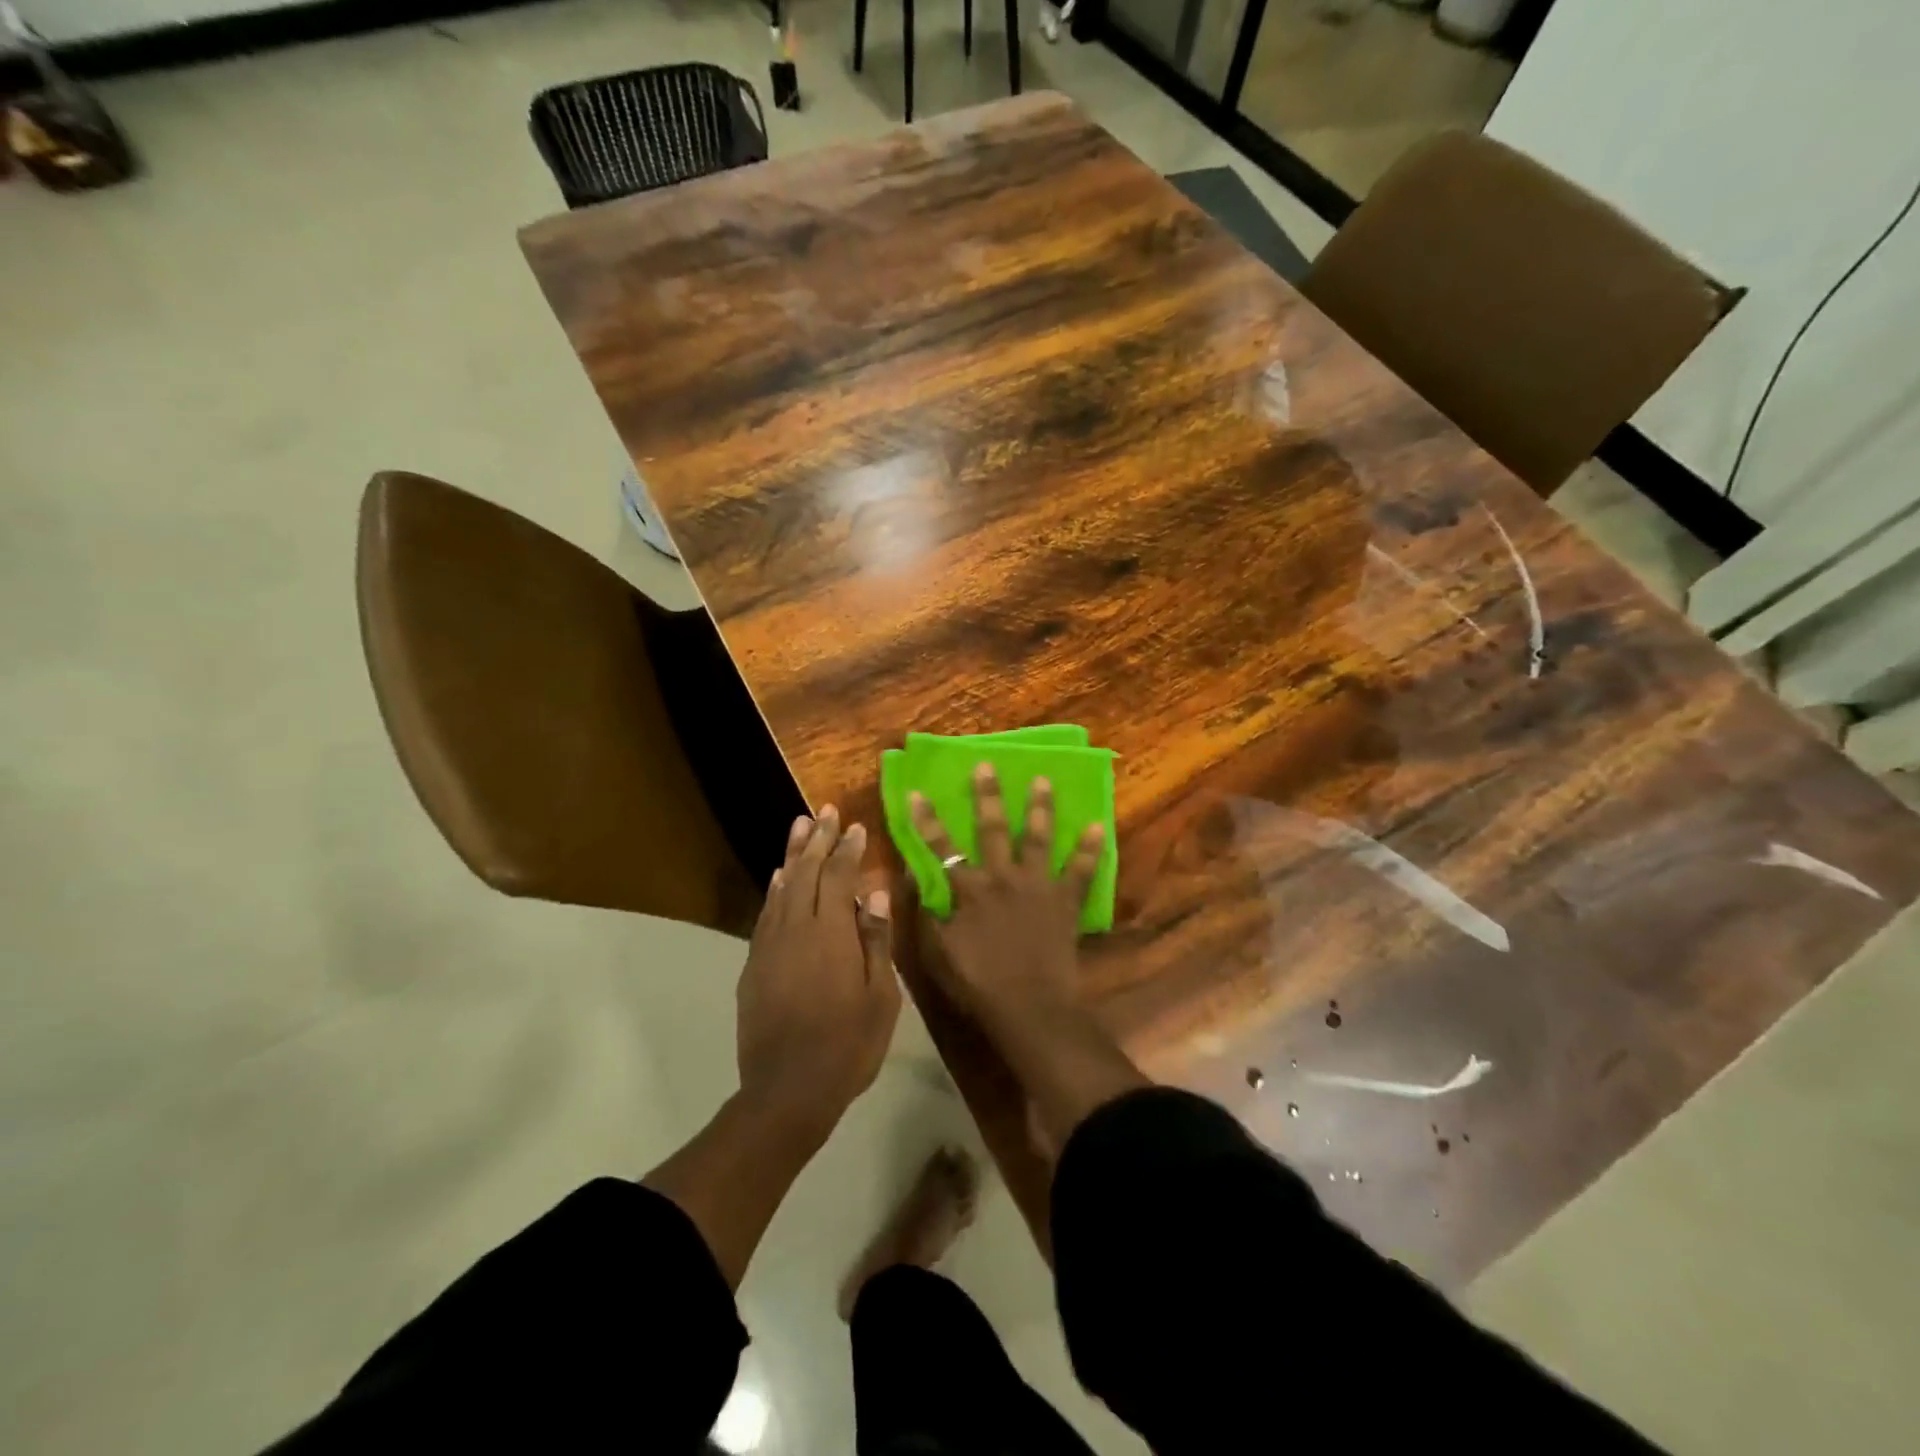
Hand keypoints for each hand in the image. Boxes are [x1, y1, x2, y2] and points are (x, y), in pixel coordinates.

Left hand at [736, 806, 900, 1142]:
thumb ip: (876, 941)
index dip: (847, 849)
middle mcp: (795, 929)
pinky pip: (766, 913)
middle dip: (816, 839)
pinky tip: (780, 877)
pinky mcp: (754, 965)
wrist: (787, 1091)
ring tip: (799, 826)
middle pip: (805, 872)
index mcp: (831, 933)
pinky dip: (774, 889)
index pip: (838, 877)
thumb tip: (876, 895)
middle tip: (824, 811)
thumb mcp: (880, 997)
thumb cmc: (847, 1045)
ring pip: (781, 887)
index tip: (855, 826)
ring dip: (792, 855)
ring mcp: (770, 946)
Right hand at [908, 765, 1103, 1031]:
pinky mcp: (1065, 901)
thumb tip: (913, 877)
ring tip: (1042, 780)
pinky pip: (1081, 870)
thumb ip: (926, 912)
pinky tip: (1098, 825)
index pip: (941, 847)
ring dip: (1039, 807)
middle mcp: (1003, 877)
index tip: (917, 792)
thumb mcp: (937, 952)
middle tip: (987, 765)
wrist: (1029, 1006)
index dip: (926, 820)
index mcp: (969, 889)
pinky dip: (1090, 849)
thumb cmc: (978, 983)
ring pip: (1038, 837)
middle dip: (987, 795)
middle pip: (993, 828)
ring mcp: (1038, 885)